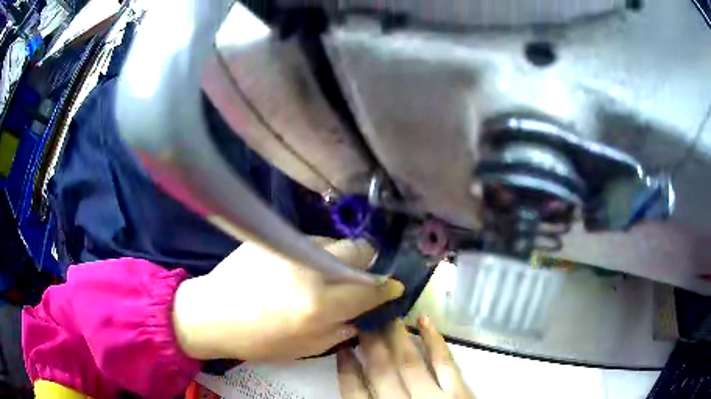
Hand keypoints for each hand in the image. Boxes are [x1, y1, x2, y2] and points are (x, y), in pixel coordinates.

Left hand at [172, 238, 404, 360]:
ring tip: (325, 273)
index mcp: (319, 305)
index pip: (369, 290)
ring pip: (335, 242)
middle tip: (360, 277)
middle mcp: (310, 269)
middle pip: (359, 251)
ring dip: (340, 257)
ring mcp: (291, 247)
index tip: (394, 286)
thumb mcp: (305, 348)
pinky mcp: (274, 236)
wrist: (213, 312)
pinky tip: (299, 267)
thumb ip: (341, 330)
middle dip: (368, 263)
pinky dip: (316, 253)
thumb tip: (362, 314)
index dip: (386, 288)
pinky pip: (310, 241)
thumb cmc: (258, 340)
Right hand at [337, 317, 472, 398]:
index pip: (354, 394)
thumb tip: (354, 388)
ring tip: (385, 315)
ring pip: (409, 363)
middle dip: (369, 345)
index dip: (346, 370)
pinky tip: (424, 321)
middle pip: (381, 372)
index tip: (341, 348)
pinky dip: (434, 341)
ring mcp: (432, 398)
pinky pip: (445, 363)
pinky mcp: (458, 393)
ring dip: (395, 337)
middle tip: (362, 318)